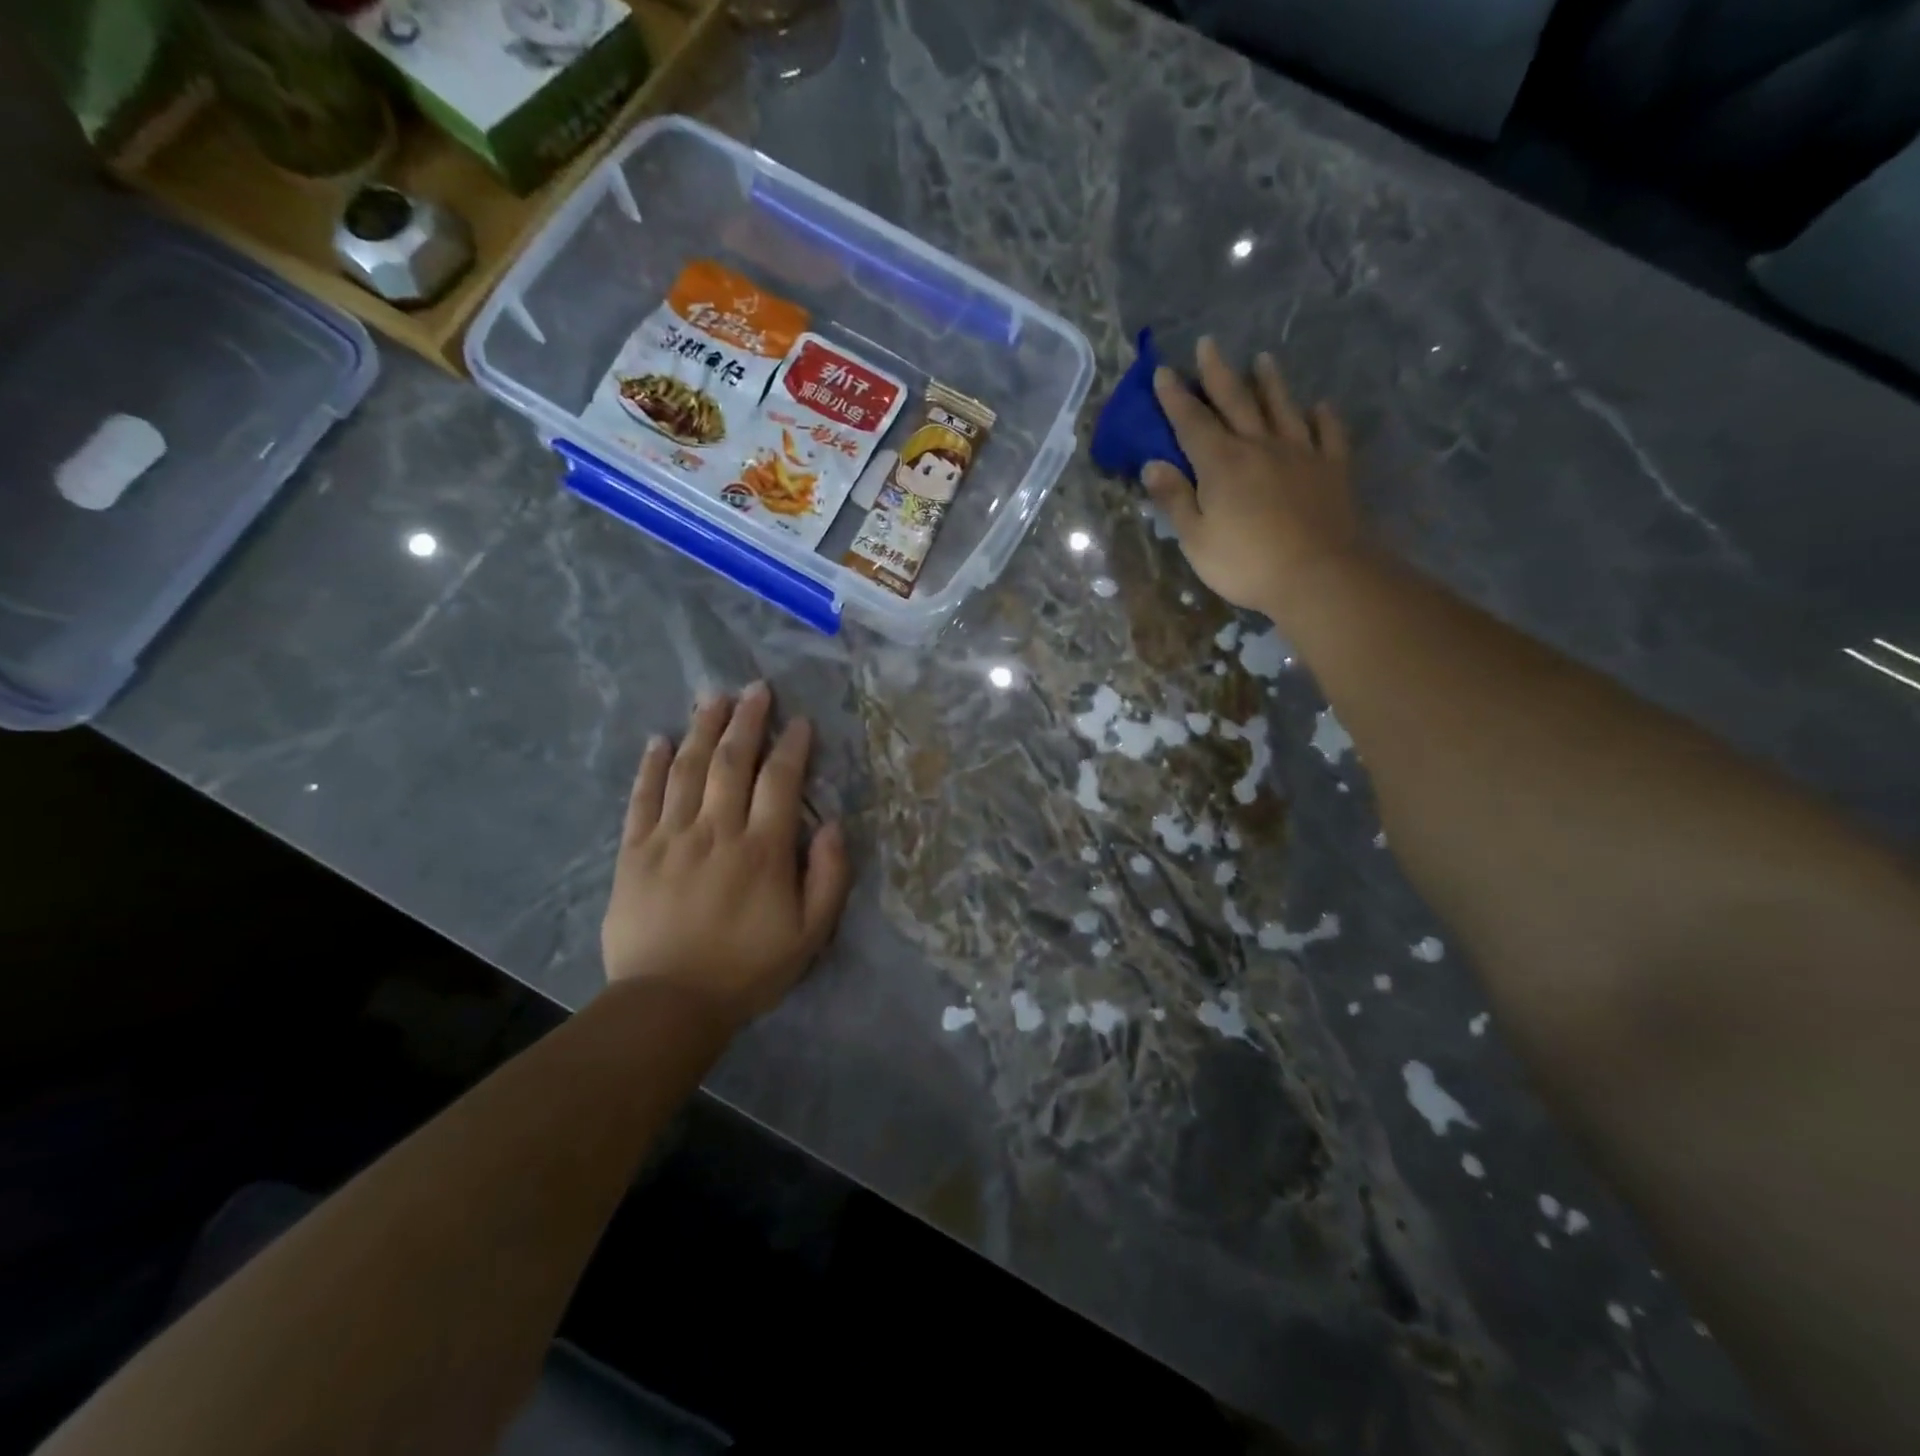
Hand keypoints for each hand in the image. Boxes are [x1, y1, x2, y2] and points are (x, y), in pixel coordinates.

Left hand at [602, 684, 850, 1026]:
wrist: (668, 1005)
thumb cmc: (746, 970)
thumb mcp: (810, 935)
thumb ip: (829, 878)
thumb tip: (834, 826)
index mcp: (763, 850)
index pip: (780, 782)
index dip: (792, 747)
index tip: (800, 721)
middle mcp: (717, 831)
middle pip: (732, 762)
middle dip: (746, 721)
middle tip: (755, 688)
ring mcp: (671, 838)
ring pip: (688, 770)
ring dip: (702, 729)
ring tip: (713, 697)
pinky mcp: (635, 853)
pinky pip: (642, 799)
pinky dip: (651, 767)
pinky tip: (659, 741)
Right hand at [1142, 337, 1362, 617]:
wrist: (1318, 573)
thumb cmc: (1246, 562)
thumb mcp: (1196, 538)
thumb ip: (1175, 499)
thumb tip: (1152, 464)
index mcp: (1221, 463)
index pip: (1191, 422)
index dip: (1175, 397)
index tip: (1163, 371)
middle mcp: (1259, 446)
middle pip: (1236, 401)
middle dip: (1218, 373)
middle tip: (1208, 344)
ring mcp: (1301, 453)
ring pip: (1282, 407)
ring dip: (1270, 382)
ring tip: (1263, 359)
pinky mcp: (1333, 468)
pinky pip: (1329, 433)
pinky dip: (1323, 416)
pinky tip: (1320, 406)